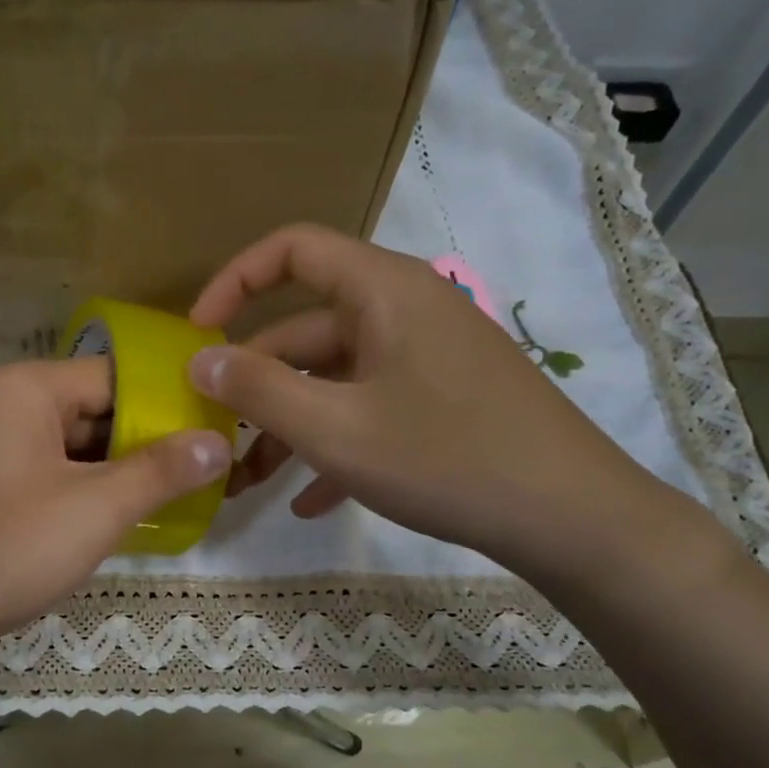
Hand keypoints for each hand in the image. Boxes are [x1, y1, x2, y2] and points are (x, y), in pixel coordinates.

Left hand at [0, 359, 230, 673]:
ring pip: (70, 450)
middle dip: (147, 447)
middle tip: (205, 479)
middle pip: (94, 412)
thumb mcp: (93, 509)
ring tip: (171, 505)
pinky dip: (80, 496)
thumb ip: (160, 471)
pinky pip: (44, 478)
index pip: (118, 377)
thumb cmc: (1, 550)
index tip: (218, 437)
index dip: (172, 406)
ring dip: (115, 477)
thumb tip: (217, 440)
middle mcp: (1, 405)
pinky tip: (112, 526)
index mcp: (26, 389)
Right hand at [187, 224, 681, 577]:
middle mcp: (405, 312)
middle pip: (307, 330)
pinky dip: (335, 446)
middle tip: (214, 435)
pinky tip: (309, 501)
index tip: (196, 333)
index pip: (293, 250)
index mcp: (383, 292)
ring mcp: (427, 358)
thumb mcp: (336, 429)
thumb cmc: (445, 458)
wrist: (571, 517)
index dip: (235, 281)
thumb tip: (198, 360)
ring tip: (248, 482)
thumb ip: (258, 390)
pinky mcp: (444, 401)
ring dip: (289, 426)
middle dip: (255, 384)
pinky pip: (371, 410)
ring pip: (335, 379)